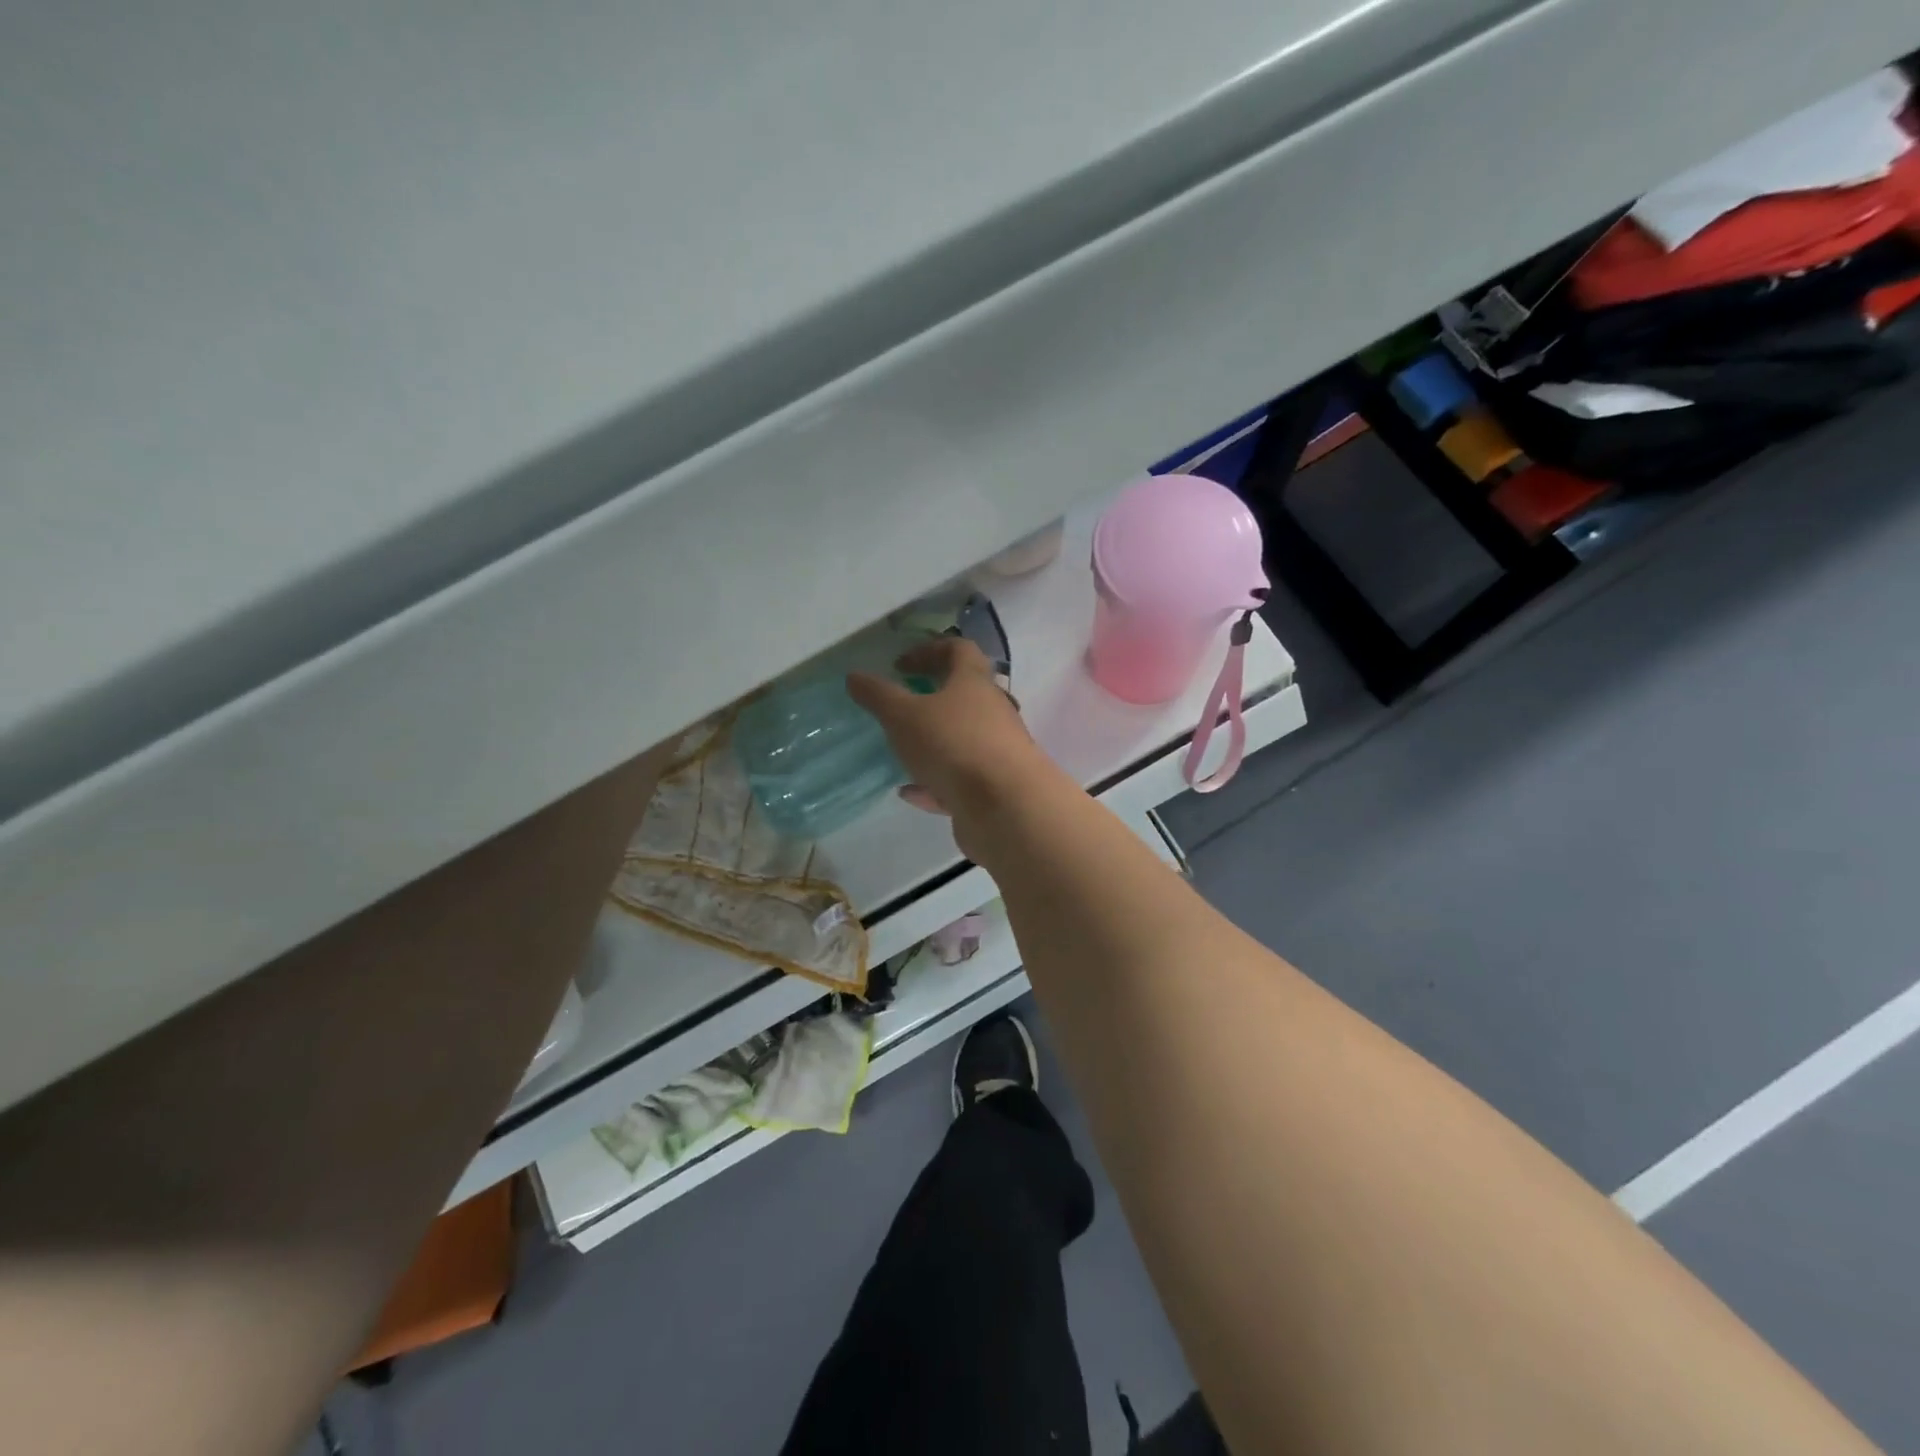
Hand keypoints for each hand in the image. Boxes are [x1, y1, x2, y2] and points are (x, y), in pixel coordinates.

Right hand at [847, 638, 1060, 848]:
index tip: (899, 666)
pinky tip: (910, 792)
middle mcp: (994, 711)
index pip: (959, 650)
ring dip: (935, 742)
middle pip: (967, 694)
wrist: (1007, 807)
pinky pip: (961, 779)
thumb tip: (855, 676)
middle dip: (934, 697)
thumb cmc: (954, 745)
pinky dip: (936, 782)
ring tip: (902, 751)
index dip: (928, 650)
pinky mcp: (995, 787)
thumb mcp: (904, 716)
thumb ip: (879, 696)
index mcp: (975, 683)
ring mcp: (998, 751)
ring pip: (964, 739)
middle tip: (903, 706)